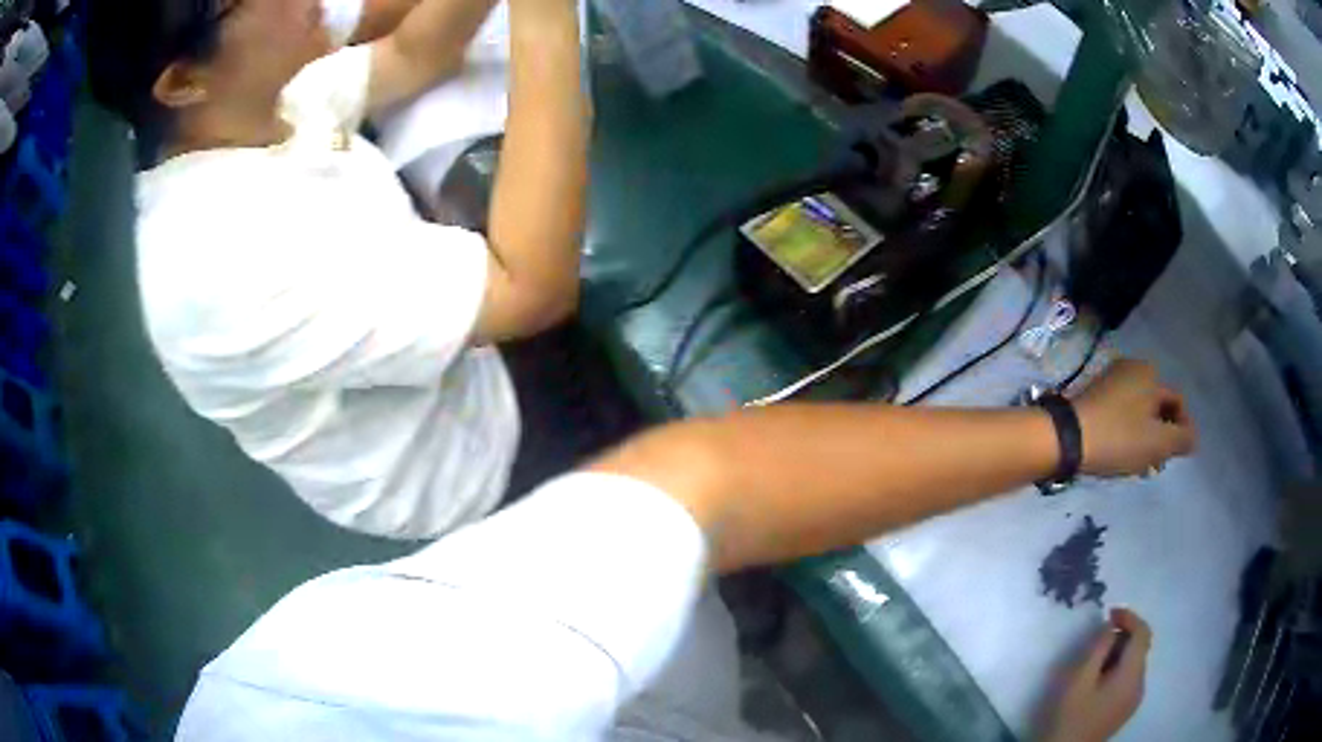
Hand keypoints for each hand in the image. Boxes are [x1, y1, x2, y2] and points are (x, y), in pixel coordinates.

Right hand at [1043, 608, 1151, 741]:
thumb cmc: (1071, 715)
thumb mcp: (1080, 679)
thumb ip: (1098, 648)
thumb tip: (1110, 627)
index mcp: (1132, 675)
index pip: (1143, 633)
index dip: (1129, 617)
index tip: (1109, 613)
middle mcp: (1140, 683)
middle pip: (1141, 647)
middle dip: (1124, 636)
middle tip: (1099, 639)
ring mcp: (1135, 698)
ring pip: (1136, 663)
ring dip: (1121, 653)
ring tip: (1097, 660)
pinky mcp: (1127, 708)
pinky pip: (1131, 678)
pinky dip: (1121, 668)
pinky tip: (1101, 678)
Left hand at [1072, 359, 1195, 477]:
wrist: (1066, 438)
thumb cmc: (1118, 438)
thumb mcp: (1157, 442)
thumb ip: (1181, 439)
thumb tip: (1194, 438)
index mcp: (1149, 373)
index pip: (1177, 403)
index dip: (1182, 430)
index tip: (1177, 456)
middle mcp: (1131, 369)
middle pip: (1158, 407)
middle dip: (1162, 437)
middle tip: (1158, 465)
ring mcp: (1111, 381)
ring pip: (1140, 414)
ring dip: (1146, 439)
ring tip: (1142, 467)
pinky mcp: (1095, 397)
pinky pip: (1122, 416)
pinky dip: (1129, 435)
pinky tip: (1124, 458)